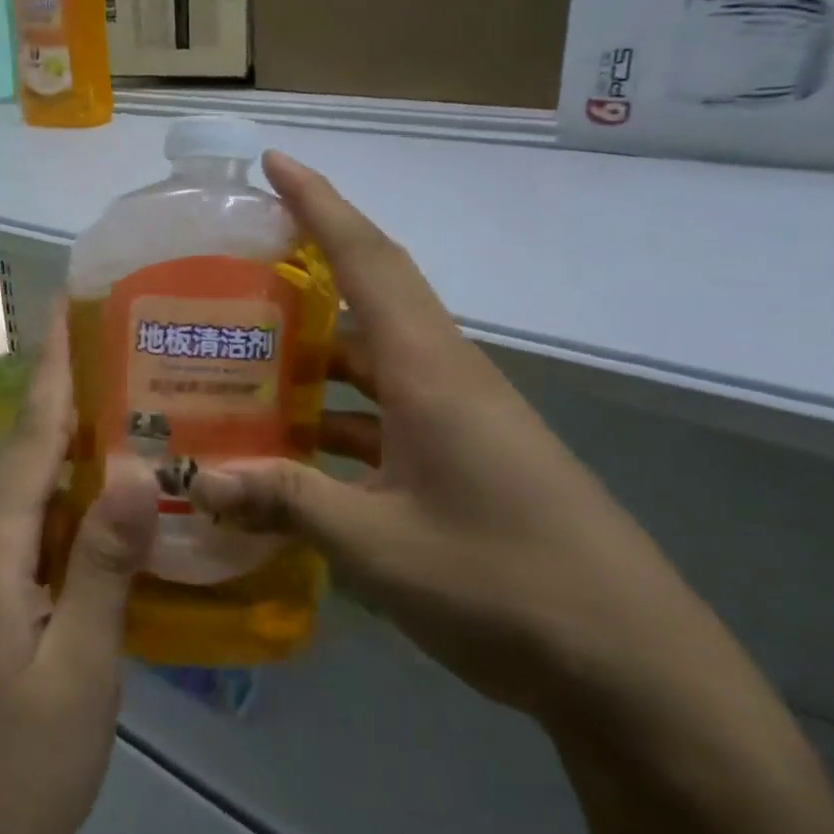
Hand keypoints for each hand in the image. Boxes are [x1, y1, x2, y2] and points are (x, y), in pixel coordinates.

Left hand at [0, 312, 155, 833]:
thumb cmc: (20, 769)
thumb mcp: (79, 667)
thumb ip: (103, 563)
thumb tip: (130, 467)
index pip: (29, 438)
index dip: (53, 369)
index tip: (66, 306)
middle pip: (24, 456)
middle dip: (66, 398)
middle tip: (121, 351)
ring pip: (26, 494)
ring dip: (68, 450)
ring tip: (124, 409)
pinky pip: (28, 532)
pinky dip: (64, 503)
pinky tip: (101, 502)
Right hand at [191, 151, 761, 736]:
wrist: (635, 671)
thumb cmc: (505, 585)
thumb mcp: (377, 544)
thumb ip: (283, 501)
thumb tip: (198, 480)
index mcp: (429, 370)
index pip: (367, 259)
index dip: (319, 203)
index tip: (274, 162)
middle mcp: (444, 377)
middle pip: (368, 297)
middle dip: (304, 269)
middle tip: (230, 270)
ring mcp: (457, 420)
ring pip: (370, 363)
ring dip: (312, 355)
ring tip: (239, 360)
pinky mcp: (463, 459)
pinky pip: (383, 415)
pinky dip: (334, 418)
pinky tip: (289, 452)